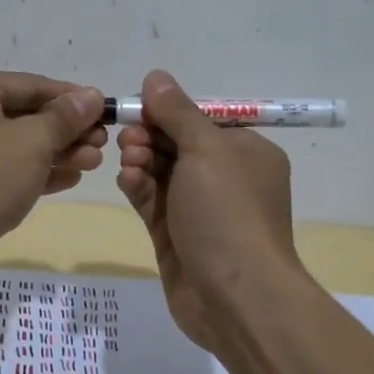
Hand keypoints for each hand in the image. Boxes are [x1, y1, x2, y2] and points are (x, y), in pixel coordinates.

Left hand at [0, 63, 106, 268]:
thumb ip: (64, 117)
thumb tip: (91, 95)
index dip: (72, 99)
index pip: (30, 84)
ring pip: (9, 142)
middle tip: (102, 146)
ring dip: (52, 153)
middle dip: (64, 132)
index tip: (106, 111)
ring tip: (92, 165)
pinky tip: (65, 179)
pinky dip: (27, 170)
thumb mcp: (32, 143)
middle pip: (20, 114)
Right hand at [115, 70, 304, 355]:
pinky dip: (139, 187)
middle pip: (178, 144)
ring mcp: (200, 209)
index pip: (203, 120)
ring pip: (161, 172)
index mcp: (247, 152)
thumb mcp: (206, 150)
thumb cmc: (228, 212)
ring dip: (141, 160)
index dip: (169, 112)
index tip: (140, 107)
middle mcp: (226, 178)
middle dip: (150, 136)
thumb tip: (156, 76)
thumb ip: (178, 112)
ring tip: (129, 162)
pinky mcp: (176, 235)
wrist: (234, 297)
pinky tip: (127, 181)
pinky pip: (152, 201)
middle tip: (129, 138)